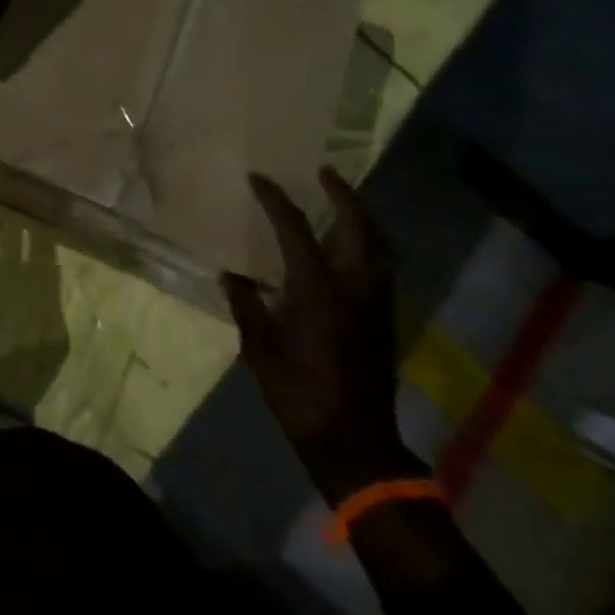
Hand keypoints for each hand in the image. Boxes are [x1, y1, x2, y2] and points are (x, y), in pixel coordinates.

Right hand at [224, 168, 420, 504]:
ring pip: (378, 245)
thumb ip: (246, 306)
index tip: (258, 179)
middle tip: (324, 173)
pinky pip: (380, 264)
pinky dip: (368, 241)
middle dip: (342, 195)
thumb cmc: (300, 393)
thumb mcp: (259, 350)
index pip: (295, 229)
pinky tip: (350, 244)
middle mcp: (353, 287)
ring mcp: (375, 303)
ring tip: (342, 200)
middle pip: (357, 227)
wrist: (353, 442)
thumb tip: (232, 276)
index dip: (275, 199)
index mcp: (318, 290)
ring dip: (361, 216)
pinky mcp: (383, 318)